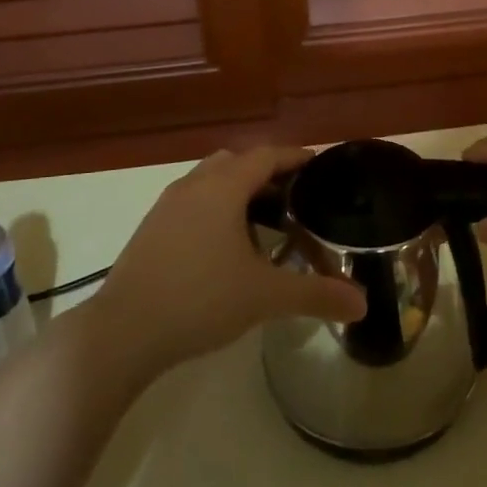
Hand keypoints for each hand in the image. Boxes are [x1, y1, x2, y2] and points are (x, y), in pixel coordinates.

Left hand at [88, 146, 365, 377]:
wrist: (123, 331)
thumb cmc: (200, 299)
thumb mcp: (265, 297)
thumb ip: (316, 295)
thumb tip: (363, 304)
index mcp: (222, 188)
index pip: (265, 156)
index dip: (294, 157)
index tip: (318, 165)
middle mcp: (193, 186)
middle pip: (235, 162)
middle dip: (266, 172)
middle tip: (294, 197)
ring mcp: (166, 206)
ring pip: (210, 182)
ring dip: (238, 191)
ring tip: (264, 222)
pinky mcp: (151, 229)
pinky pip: (192, 202)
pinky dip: (215, 209)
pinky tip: (226, 247)